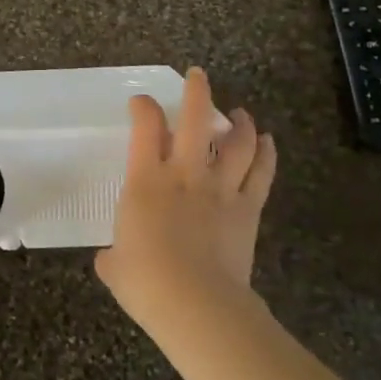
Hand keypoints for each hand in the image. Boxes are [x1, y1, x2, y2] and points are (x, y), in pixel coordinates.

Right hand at [96, 67, 276, 328]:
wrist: (197, 304)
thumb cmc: (146, 281)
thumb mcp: (114, 266)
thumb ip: (113, 254)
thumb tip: (113, 258)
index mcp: (146, 180)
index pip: (145, 127)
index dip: (143, 107)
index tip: (142, 102)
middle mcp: (185, 173)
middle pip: (196, 120)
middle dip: (197, 92)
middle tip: (198, 75)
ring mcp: (220, 189)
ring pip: (237, 142)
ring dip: (241, 122)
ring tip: (240, 112)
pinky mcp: (247, 209)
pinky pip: (261, 173)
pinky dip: (266, 154)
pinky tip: (267, 142)